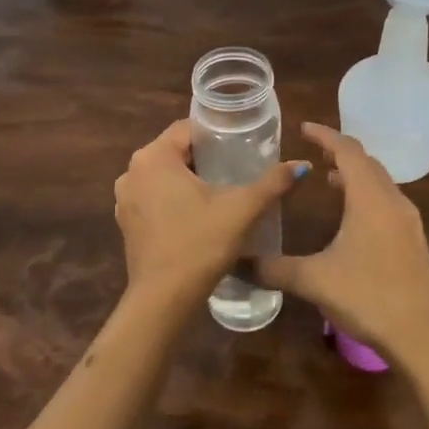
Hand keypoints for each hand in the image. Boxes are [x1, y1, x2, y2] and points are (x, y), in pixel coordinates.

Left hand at [113, 120, 308, 315]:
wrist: (164, 300)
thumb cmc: (200, 244)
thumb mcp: (242, 209)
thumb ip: (273, 183)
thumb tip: (303, 165)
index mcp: (154, 157)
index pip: (187, 128)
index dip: (216, 133)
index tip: (241, 143)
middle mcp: (132, 171)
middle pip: (175, 151)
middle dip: (205, 156)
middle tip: (238, 166)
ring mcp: (125, 199)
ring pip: (164, 175)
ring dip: (189, 179)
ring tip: (222, 189)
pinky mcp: (127, 223)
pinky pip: (154, 197)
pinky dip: (174, 199)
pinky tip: (199, 214)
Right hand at [260, 124, 428, 372]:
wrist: (424, 335)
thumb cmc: (368, 296)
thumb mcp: (315, 280)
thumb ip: (274, 268)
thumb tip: (236, 262)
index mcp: (370, 198)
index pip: (347, 151)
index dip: (325, 136)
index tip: (303, 127)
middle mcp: (392, 201)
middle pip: (367, 163)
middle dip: (340, 153)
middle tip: (313, 152)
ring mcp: (407, 221)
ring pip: (380, 183)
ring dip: (355, 175)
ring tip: (329, 179)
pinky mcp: (413, 241)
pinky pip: (387, 202)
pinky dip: (366, 196)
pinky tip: (352, 218)